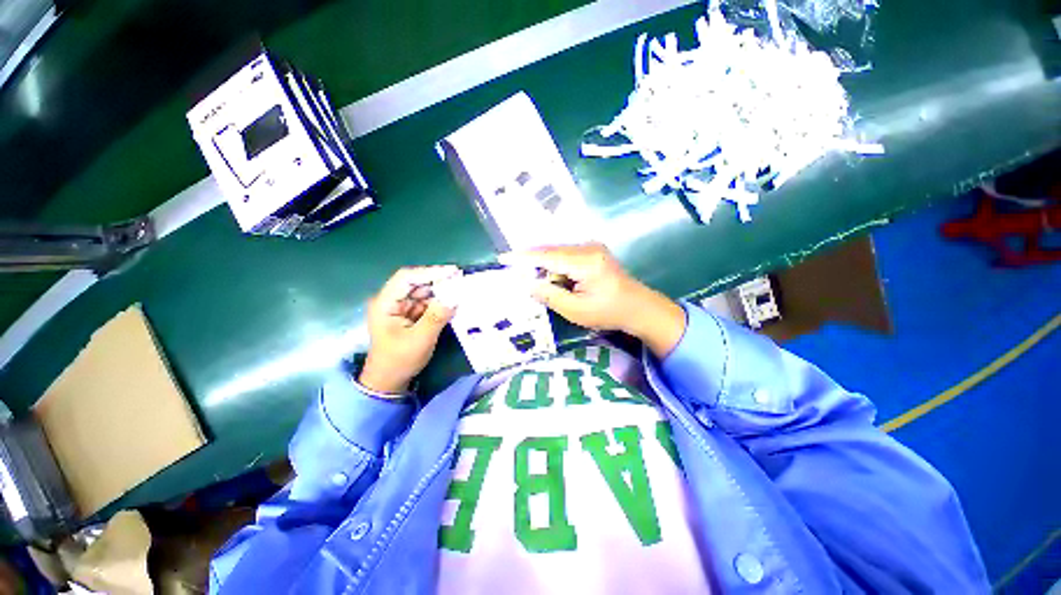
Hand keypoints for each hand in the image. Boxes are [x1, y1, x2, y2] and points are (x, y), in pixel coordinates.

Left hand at [359, 266, 459, 394]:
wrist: (389, 381)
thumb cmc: (399, 360)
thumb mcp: (420, 339)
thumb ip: (436, 317)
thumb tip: (454, 297)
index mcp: (385, 303)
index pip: (406, 278)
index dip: (430, 272)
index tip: (453, 271)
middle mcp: (392, 300)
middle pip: (417, 283)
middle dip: (439, 281)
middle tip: (462, 281)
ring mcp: (401, 307)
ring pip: (424, 292)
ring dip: (442, 292)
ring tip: (462, 290)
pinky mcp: (410, 315)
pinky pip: (427, 303)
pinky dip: (440, 302)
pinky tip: (454, 302)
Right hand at [500, 243, 685, 357]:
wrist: (639, 307)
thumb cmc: (608, 312)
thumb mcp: (576, 310)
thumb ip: (550, 295)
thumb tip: (527, 283)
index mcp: (585, 262)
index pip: (547, 256)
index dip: (524, 257)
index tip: (504, 258)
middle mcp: (588, 248)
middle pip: (551, 251)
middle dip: (532, 262)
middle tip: (514, 271)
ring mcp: (592, 248)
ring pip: (558, 252)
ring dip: (544, 265)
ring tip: (531, 277)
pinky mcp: (593, 251)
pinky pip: (567, 255)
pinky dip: (555, 265)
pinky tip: (551, 277)